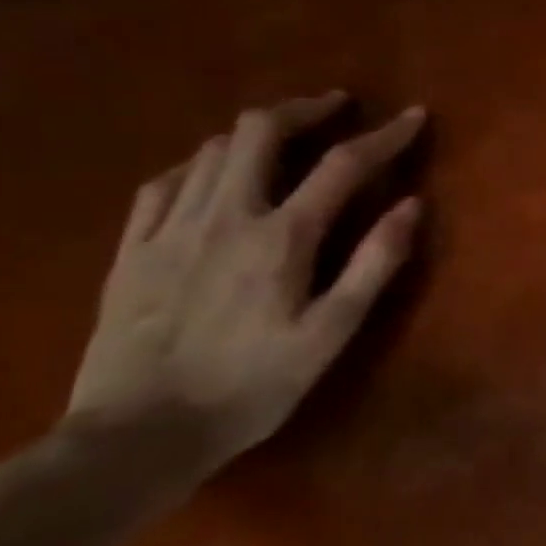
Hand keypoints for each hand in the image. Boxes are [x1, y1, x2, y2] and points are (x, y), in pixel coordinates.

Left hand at [68, 93, 425, 468]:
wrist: (133, 438)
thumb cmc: (251, 387)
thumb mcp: (331, 333)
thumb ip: (374, 264)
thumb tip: (412, 204)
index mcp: (281, 237)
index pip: (344, 164)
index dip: (385, 135)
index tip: (414, 116)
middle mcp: (225, 216)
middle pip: (261, 131)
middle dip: (304, 108)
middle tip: (336, 107)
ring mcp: (169, 229)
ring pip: (213, 150)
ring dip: (257, 131)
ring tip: (285, 136)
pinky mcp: (131, 250)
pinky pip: (163, 183)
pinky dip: (201, 164)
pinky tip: (213, 174)